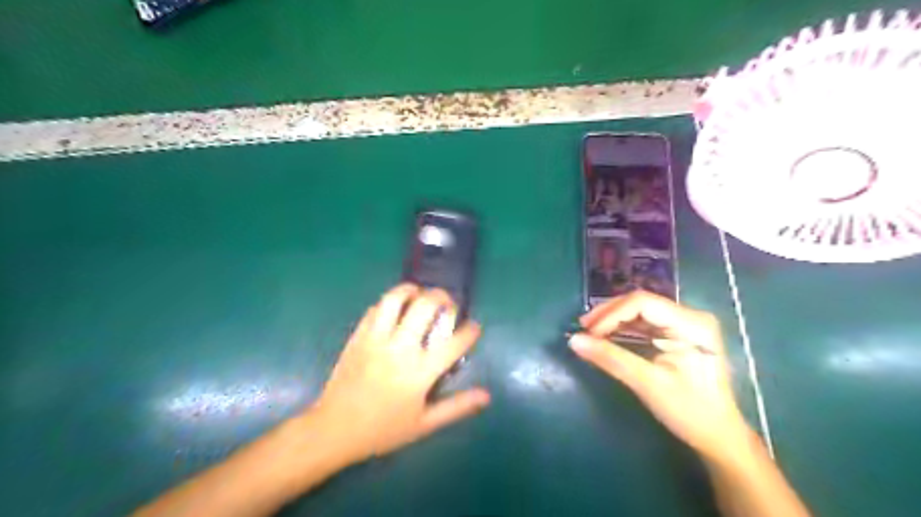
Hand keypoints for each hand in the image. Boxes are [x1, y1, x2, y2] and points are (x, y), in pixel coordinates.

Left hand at [308, 282, 493, 464]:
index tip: (474, 328)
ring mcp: (376, 339)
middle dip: (442, 298)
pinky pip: (375, 308)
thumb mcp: (424, 425)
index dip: (470, 331)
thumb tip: (487, 395)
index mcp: (419, 372)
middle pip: (426, 307)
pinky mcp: (358, 336)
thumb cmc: (383, 430)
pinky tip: (395, 309)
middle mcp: (400, 349)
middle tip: (447, 303)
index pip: (454, 342)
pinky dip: (389, 303)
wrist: (334, 430)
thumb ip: (457, 407)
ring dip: (412, 290)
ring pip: (395, 299)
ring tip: (420, 294)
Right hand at [573, 290, 750, 459]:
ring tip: (590, 331)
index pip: (642, 303)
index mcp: (691, 324)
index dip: (611, 314)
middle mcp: (690, 316)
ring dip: (613, 320)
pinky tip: (606, 335)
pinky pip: (644, 323)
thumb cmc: (689, 411)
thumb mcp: (647, 383)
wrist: (719, 437)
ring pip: (640, 311)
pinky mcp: (677, 334)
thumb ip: (610, 358)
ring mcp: (684, 324)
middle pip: (640, 302)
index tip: (588, 332)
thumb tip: (574, 340)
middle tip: (583, 329)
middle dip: (609, 314)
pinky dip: (623, 328)